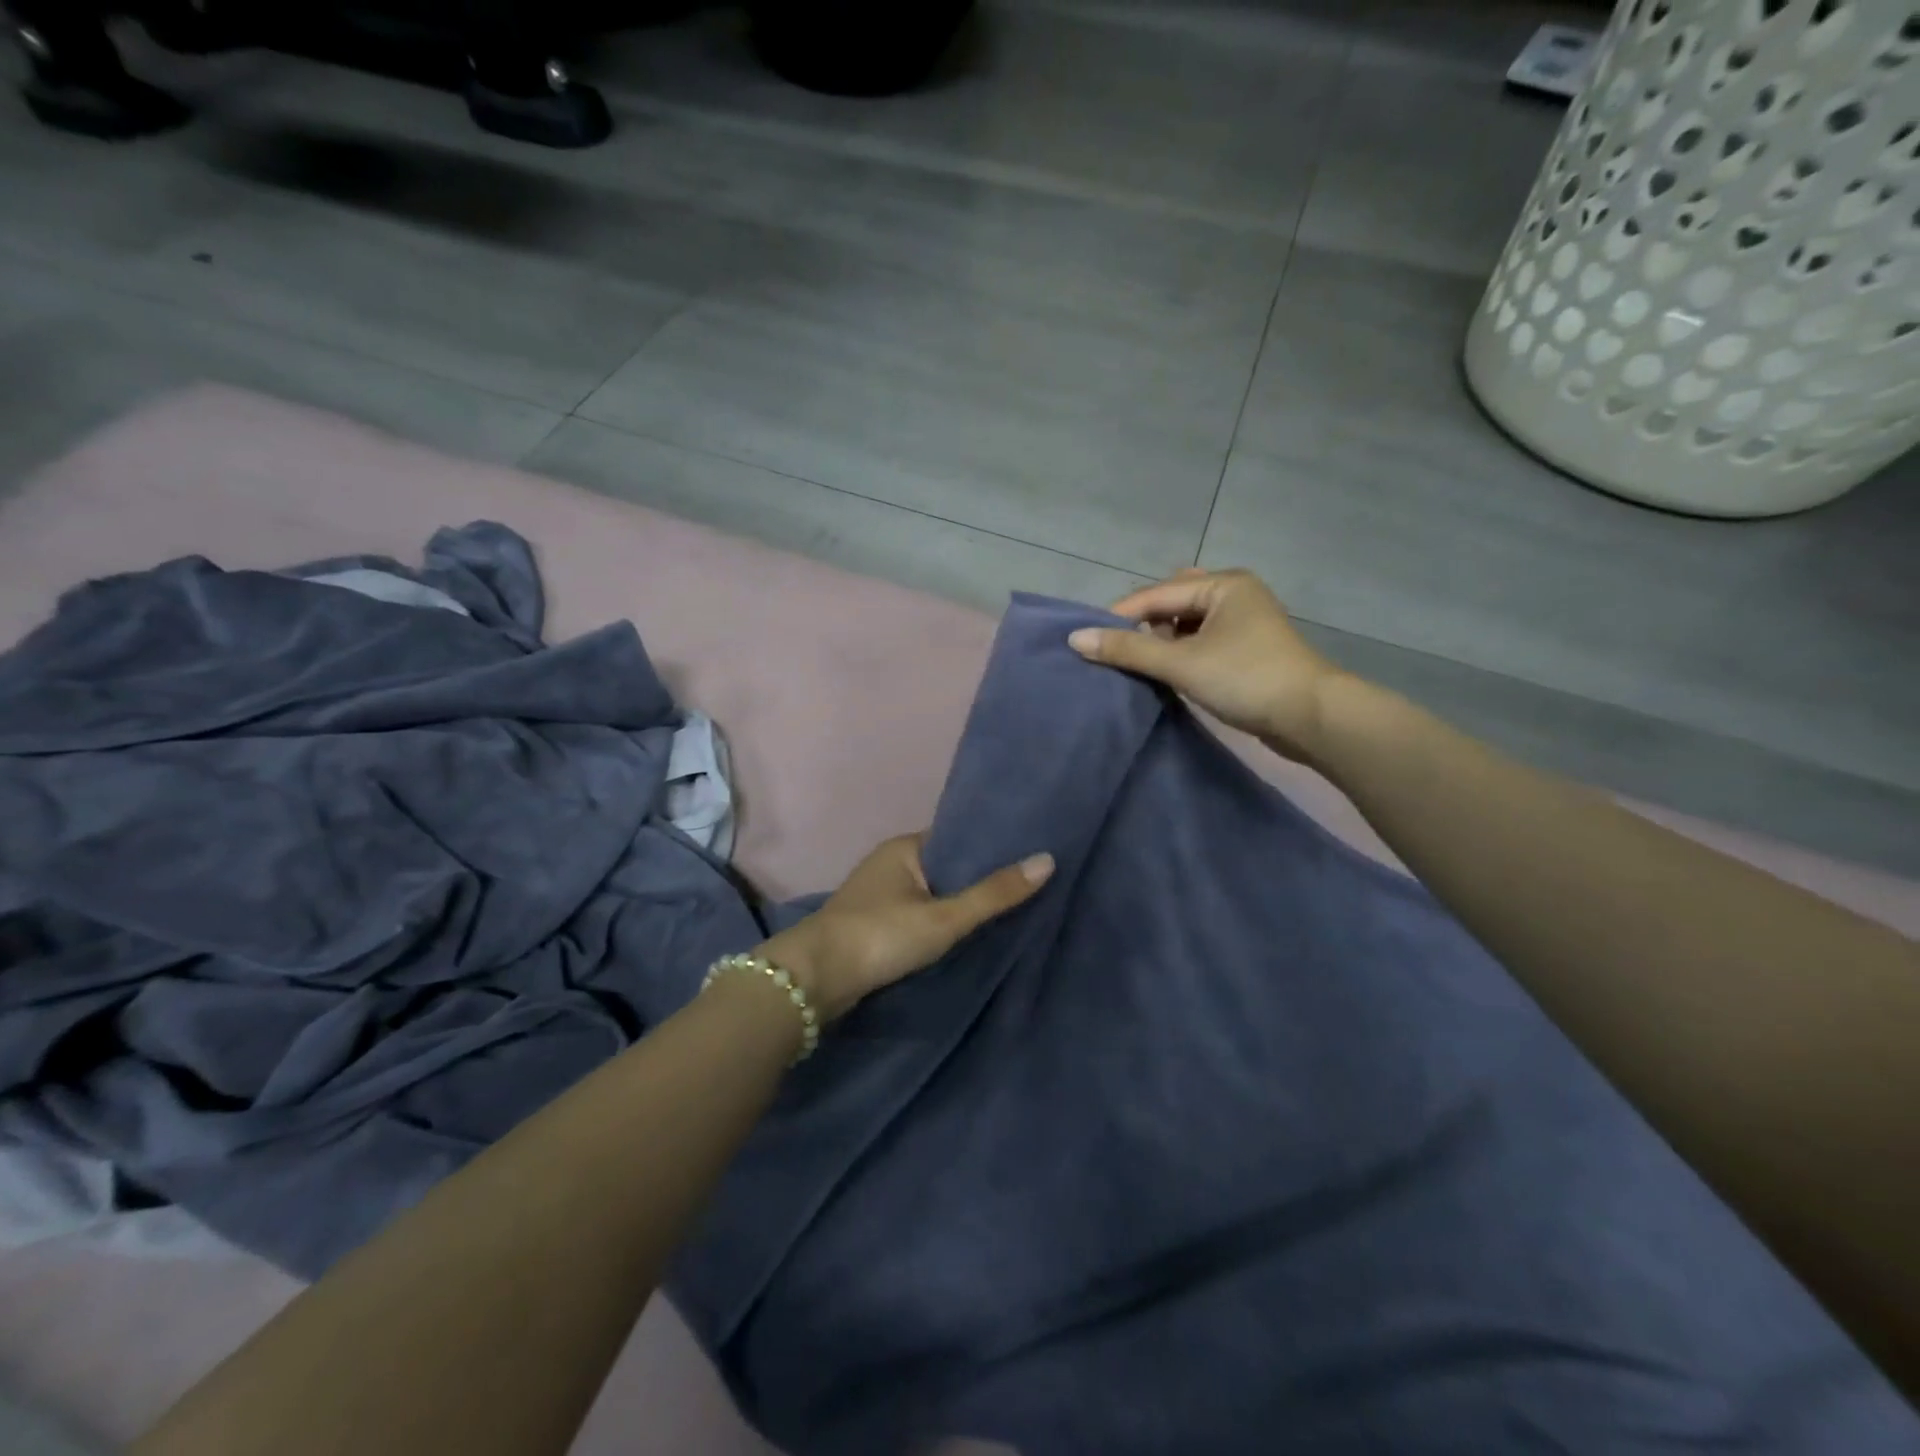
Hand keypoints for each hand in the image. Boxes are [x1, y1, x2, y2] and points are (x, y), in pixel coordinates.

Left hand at [757, 834, 1053, 1021]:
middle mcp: (890, 863)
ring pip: (931, 894)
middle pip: (946, 867)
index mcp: (905, 847)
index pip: (958, 838)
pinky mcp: (872, 925)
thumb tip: (1047, 860)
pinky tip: (965, 935)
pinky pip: (917, 915)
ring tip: (1007, 911)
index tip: (1029, 855)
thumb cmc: (880, 936)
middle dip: (977, 879)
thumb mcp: (944, 917)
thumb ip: (994, 894)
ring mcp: (878, 895)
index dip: (991, 847)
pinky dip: (939, 923)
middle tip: (1027, 887)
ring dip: (958, 904)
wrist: (814, 980)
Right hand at [1067, 568, 1349, 762]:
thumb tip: (1076, 639)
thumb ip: (1128, 649)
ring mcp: (1244, 622)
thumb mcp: (1181, 663)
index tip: (1087, 640)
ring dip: (1162, 641)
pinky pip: (1202, 640)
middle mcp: (1234, 594)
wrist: (1311, 717)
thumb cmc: (1245, 679)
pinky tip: (1169, 672)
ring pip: (1187, 624)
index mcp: (1223, 585)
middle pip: (1171, 603)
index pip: (1156, 594)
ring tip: (1142, 664)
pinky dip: (1181, 652)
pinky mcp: (1247, 649)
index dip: (1120, 616)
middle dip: (1144, 626)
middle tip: (1119, 652)